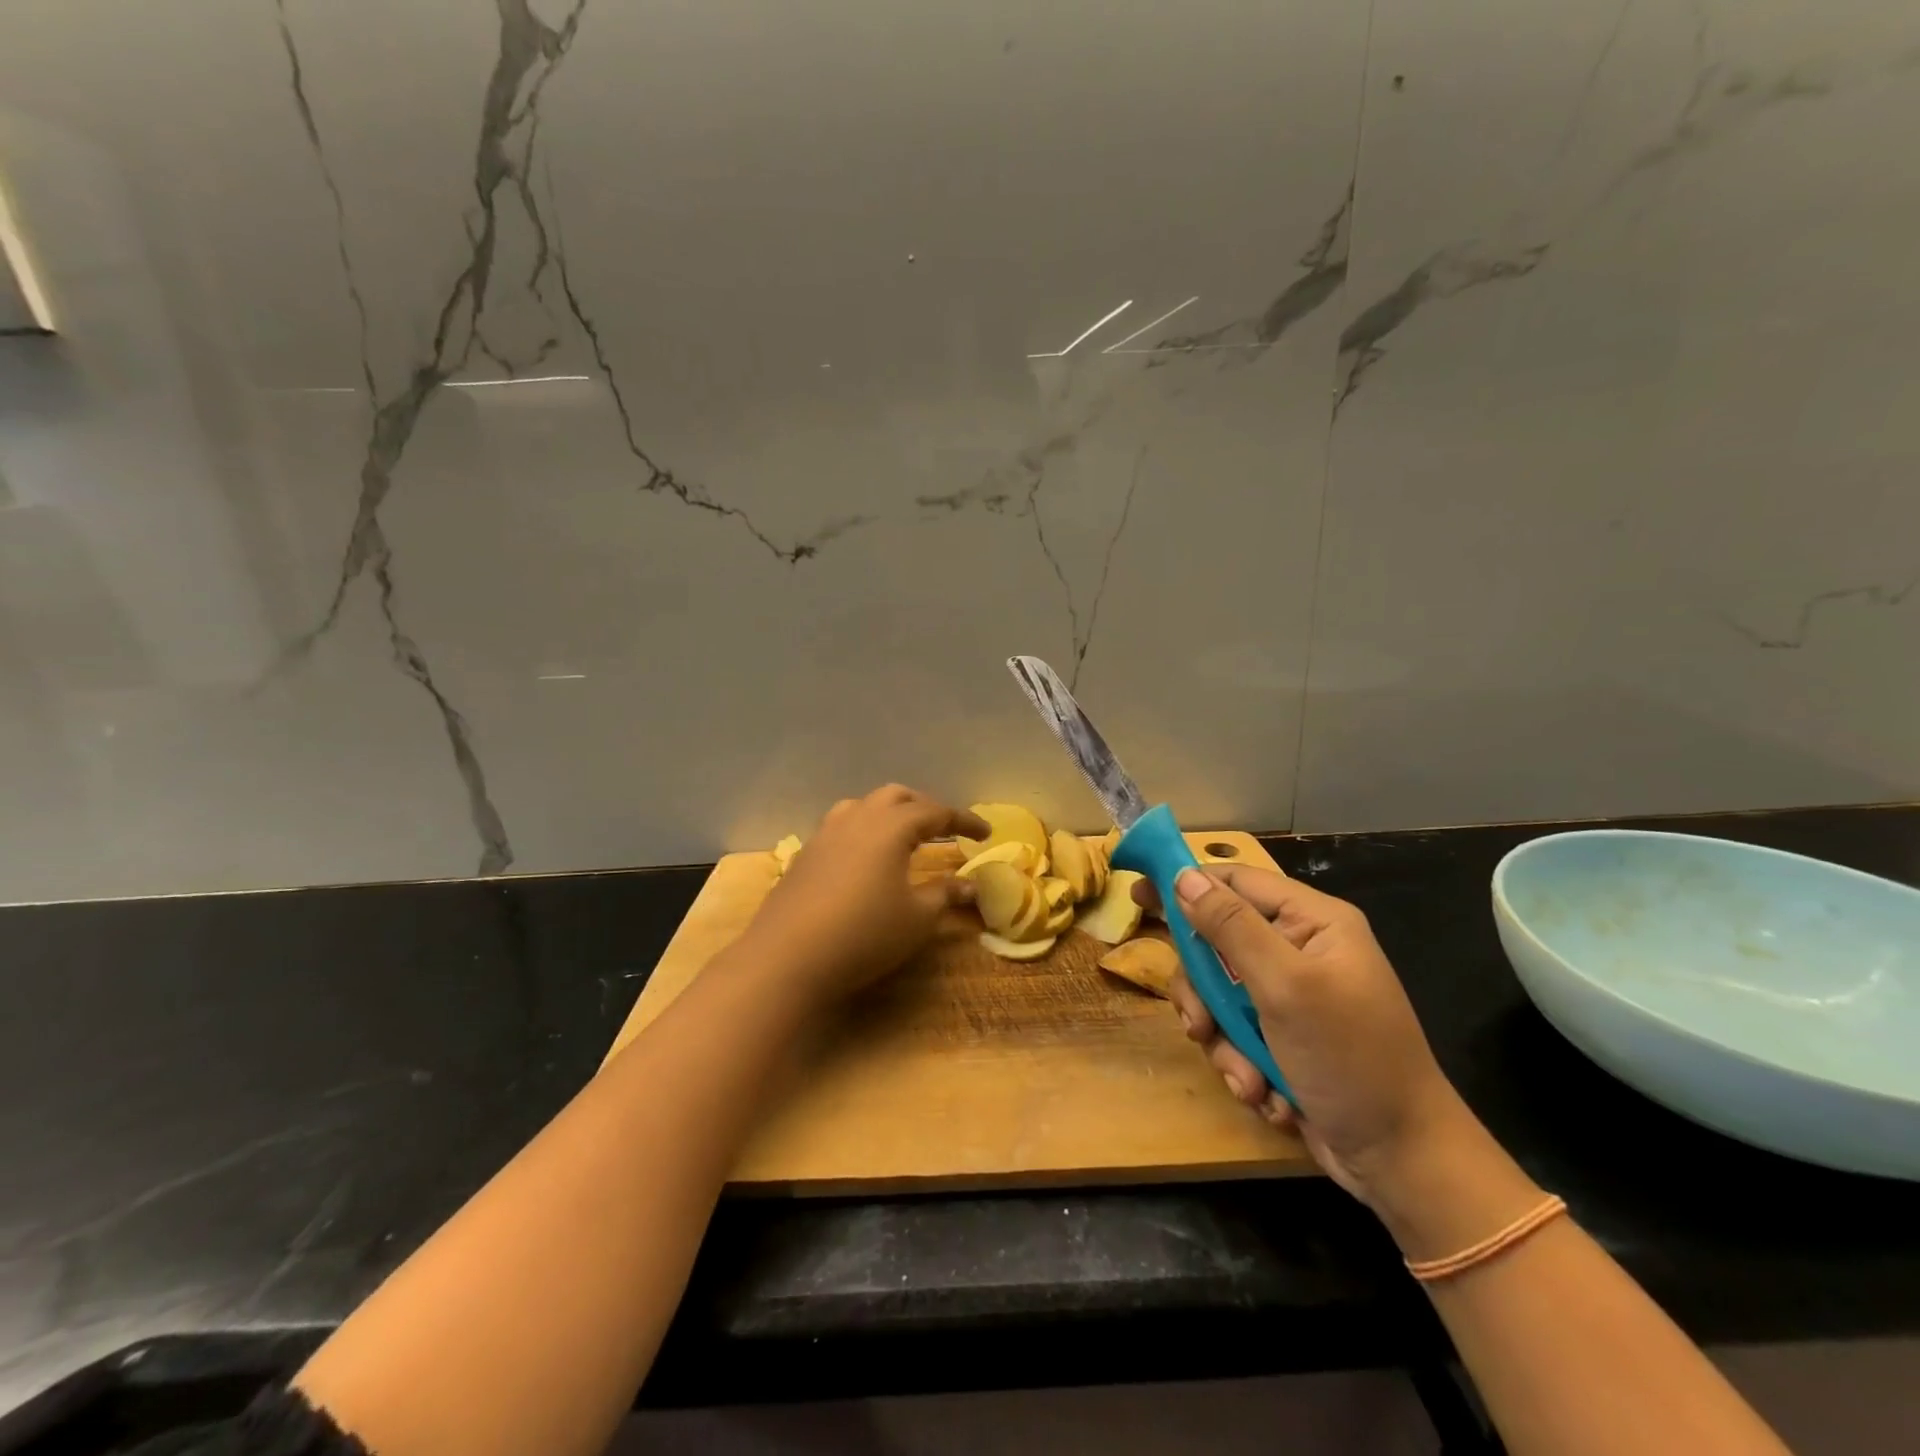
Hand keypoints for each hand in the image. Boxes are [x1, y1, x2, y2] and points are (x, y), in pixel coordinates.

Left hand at [742, 785, 989, 1007]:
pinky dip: (864, 830)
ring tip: (903, 836)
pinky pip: (842, 827)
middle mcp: (858, 818)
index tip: (985, 833)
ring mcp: (826, 833)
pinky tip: (865, 859)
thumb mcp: (916, 918)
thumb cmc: (863, 934)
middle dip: (925, 808)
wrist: (786, 957)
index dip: (964, 821)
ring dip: (890, 813)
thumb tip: (971, 886)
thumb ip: (945, 895)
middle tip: (944, 830)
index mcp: (891, 827)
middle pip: (897, 797)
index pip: (936, 813)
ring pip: (864, 806)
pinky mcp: (805, 854)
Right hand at [1137, 864, 1471, 1209]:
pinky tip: (1265, 1093)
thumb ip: (1230, 927)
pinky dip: (1241, 1063)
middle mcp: (1300, 951)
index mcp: (1312, 923)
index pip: (1235, 882)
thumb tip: (1184, 876)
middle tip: (1200, 1024)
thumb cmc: (1350, 1059)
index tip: (1137, 895)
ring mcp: (1291, 997)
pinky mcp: (1283, 1038)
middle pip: (1217, 944)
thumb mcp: (1285, 987)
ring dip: (1223, 1039)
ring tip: (1246, 1077)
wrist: (1402, 1162)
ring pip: (1219, 995)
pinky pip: (1235, 1032)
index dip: (1185, 884)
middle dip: (1205, 992)